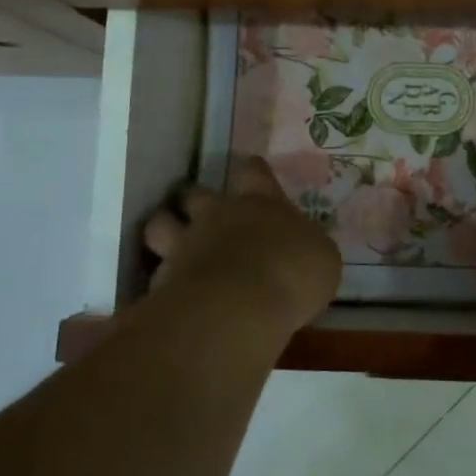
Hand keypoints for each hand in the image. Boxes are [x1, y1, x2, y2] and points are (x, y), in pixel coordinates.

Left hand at [143, 157, 340, 330]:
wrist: (241, 304)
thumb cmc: (294, 271)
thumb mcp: (321, 258)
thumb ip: (304, 249)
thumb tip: (301, 251)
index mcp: (262, 202)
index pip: (253, 172)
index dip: (252, 172)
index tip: (251, 175)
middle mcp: (218, 214)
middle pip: (195, 192)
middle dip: (195, 200)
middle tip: (203, 214)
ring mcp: (185, 244)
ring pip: (160, 224)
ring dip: (164, 231)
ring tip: (171, 247)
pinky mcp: (162, 280)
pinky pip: (155, 274)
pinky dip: (161, 282)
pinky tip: (171, 296)